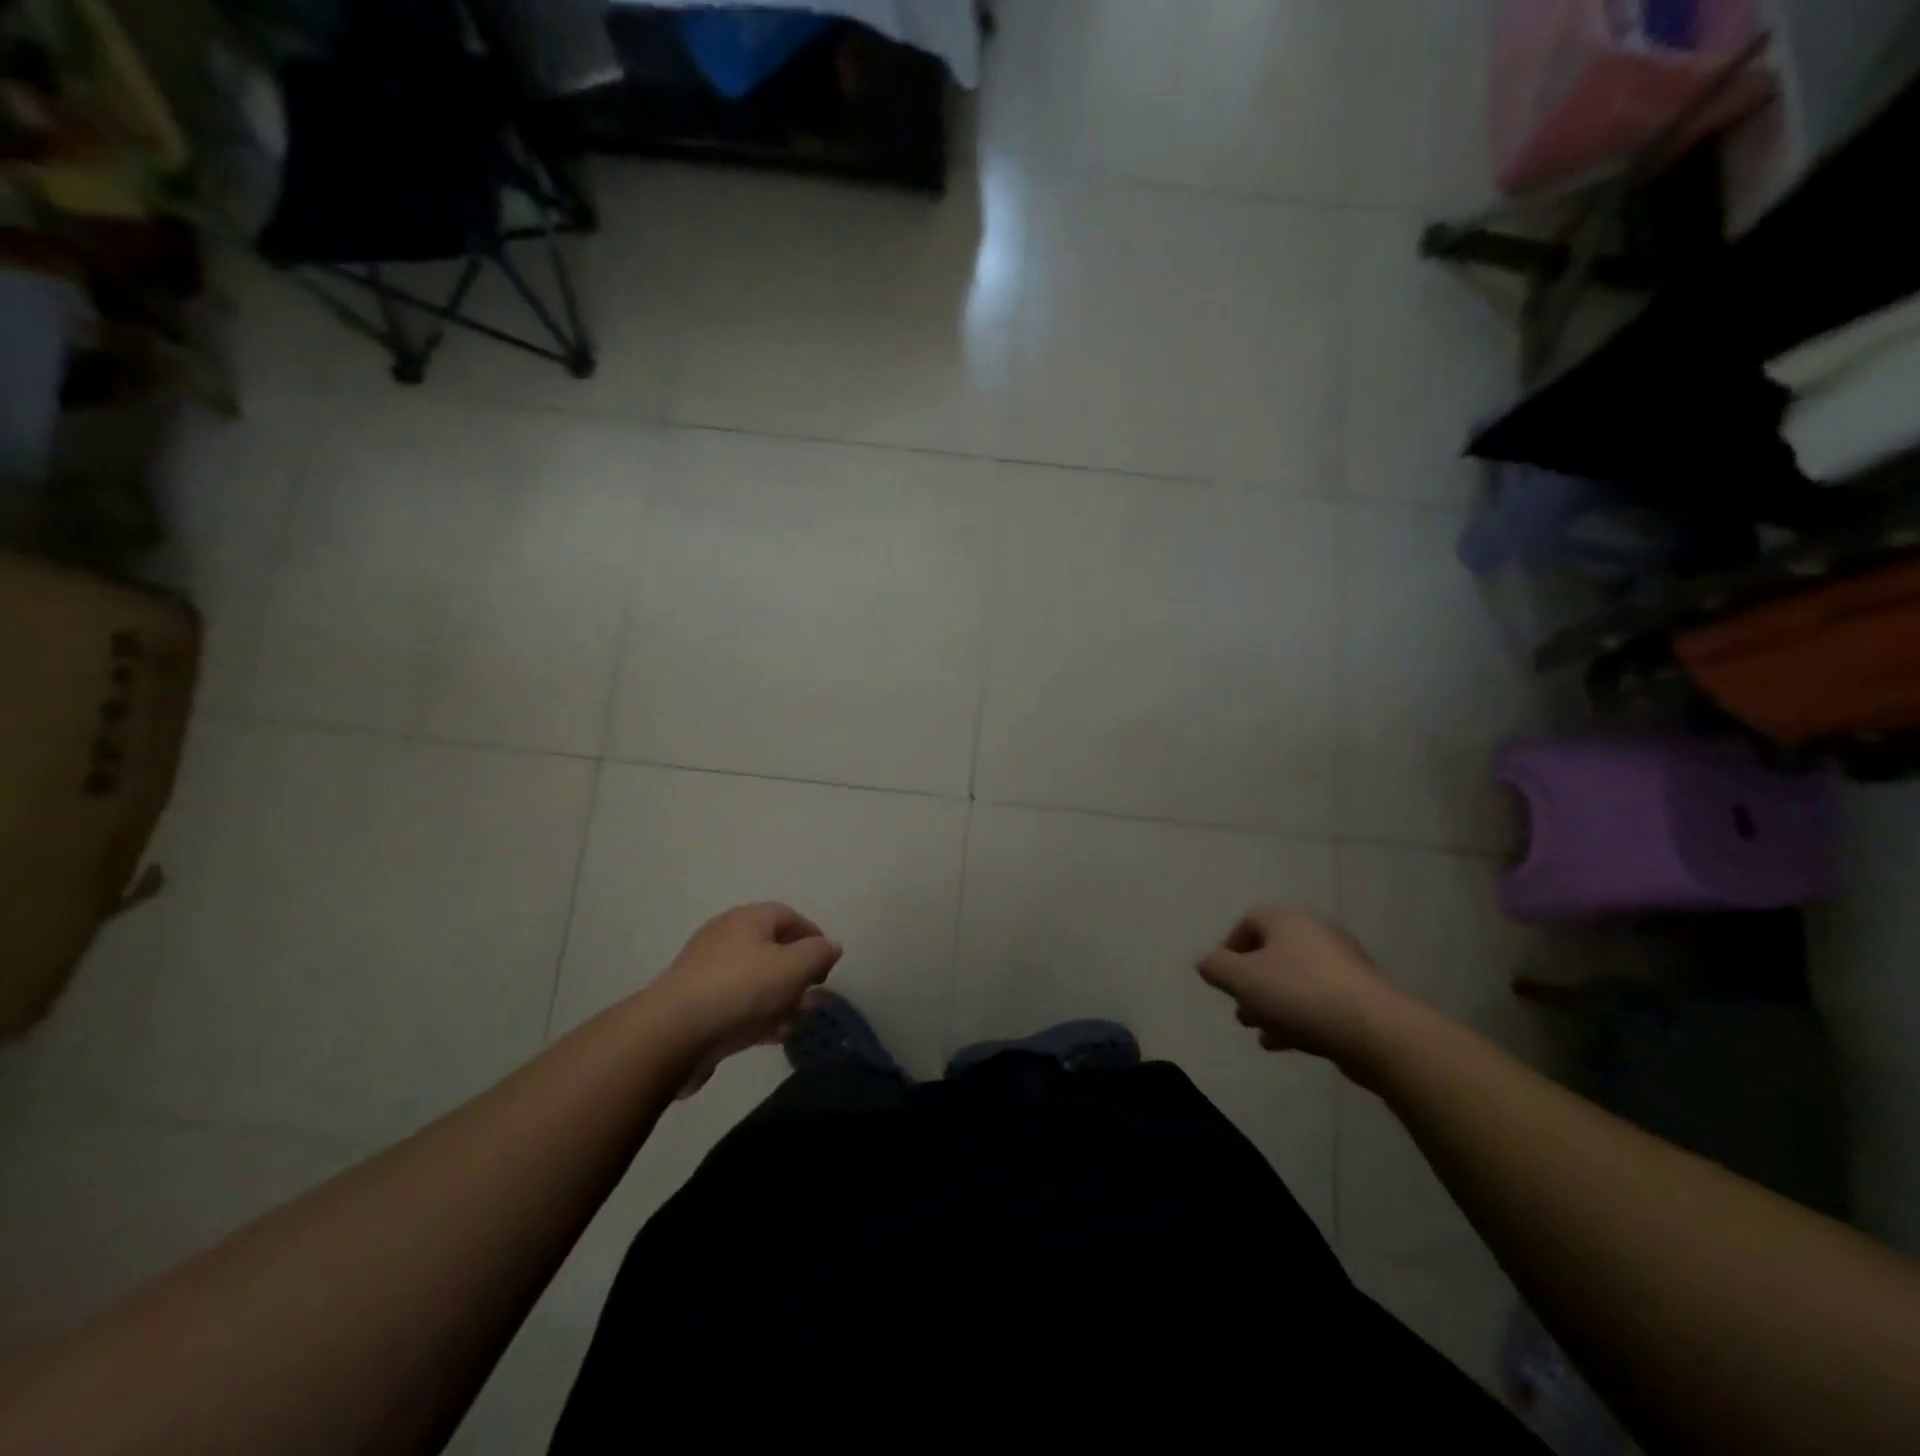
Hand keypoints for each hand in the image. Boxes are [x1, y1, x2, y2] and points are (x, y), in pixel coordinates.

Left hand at [647, 902, 842, 1095]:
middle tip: (813, 994)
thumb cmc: (742, 990)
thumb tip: (831, 945)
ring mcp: (706, 971)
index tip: (827, 964)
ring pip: (754, 979)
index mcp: (748, 919)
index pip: (788, 916)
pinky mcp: (695, 1004)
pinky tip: (770, 1036)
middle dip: (796, 972)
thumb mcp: (794, 967)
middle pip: (771, 948)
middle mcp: (725, 937)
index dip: (813, 937)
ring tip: (795, 1022)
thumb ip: (818, 953)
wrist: (673, 1034)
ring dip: (779, 998)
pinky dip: (756, 1014)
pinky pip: (736, 1003)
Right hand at [1196, 907, 1400, 1066]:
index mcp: (1287, 920)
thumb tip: (1208, 963)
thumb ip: (1216, 968)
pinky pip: (1317, 1001)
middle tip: (1239, 1009)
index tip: (1222, 978)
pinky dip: (1296, 1017)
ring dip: (1271, 1004)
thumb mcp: (1242, 979)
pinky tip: (1283, 1043)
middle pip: (1271, 953)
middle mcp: (1316, 934)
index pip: (1248, 921)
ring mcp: (1342, 966)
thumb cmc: (1298, 994)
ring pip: (1294, 980)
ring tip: (1258, 1030)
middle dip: (1250, 983)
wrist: (1374, 1032)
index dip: (1229, 948)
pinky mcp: (1360, 997)